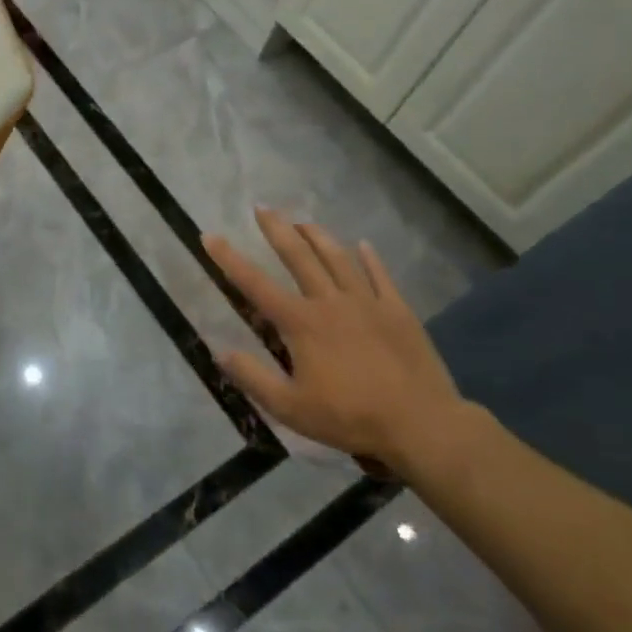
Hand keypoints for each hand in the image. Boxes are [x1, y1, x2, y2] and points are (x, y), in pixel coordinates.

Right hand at [203, 208, 466, 472]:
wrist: (421, 423)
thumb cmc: (350, 417)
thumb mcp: (290, 408)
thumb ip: (253, 378)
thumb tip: (221, 351)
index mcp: (301, 323)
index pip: (255, 284)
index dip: (229, 259)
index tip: (210, 236)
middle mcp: (330, 302)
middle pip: (299, 257)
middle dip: (277, 230)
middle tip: (262, 208)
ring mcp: (367, 303)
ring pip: (338, 259)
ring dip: (317, 237)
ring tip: (303, 221)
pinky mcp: (398, 311)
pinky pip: (381, 276)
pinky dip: (370, 258)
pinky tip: (363, 245)